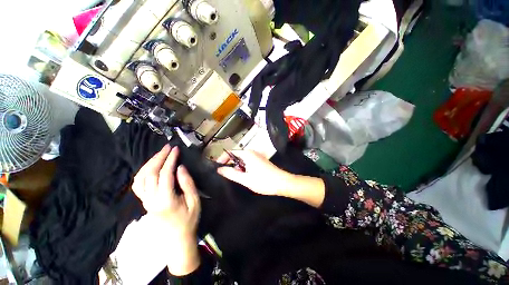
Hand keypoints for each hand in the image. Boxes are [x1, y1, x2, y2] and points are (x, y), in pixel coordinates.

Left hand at [132, 145, 200, 275]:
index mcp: (166, 200)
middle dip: (159, 157)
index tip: (176, 149)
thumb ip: (187, 183)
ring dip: (149, 163)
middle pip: (150, 173)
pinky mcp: (144, 202)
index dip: (170, 160)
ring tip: (160, 154)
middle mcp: (151, 200)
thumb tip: (180, 167)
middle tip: (168, 147)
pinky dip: (143, 172)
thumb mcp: (194, 201)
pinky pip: (138, 184)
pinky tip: (150, 167)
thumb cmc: (189, 220)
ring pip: (140, 178)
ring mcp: (145, 202)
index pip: (165, 174)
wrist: (176, 239)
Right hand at [218, 150, 325, 207]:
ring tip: (234, 176)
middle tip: (225, 174)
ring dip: (237, 166)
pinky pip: (248, 161)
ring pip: (242, 159)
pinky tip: (244, 175)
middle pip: (236, 155)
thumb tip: (219, 169)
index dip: (222, 159)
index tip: (217, 166)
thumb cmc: (263, 181)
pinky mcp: (260, 160)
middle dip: (230, 163)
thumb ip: (231, 173)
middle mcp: (252, 152)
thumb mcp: (245, 179)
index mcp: (247, 154)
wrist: (282, 182)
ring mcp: (257, 155)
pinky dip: (243, 167)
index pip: (230, 152)